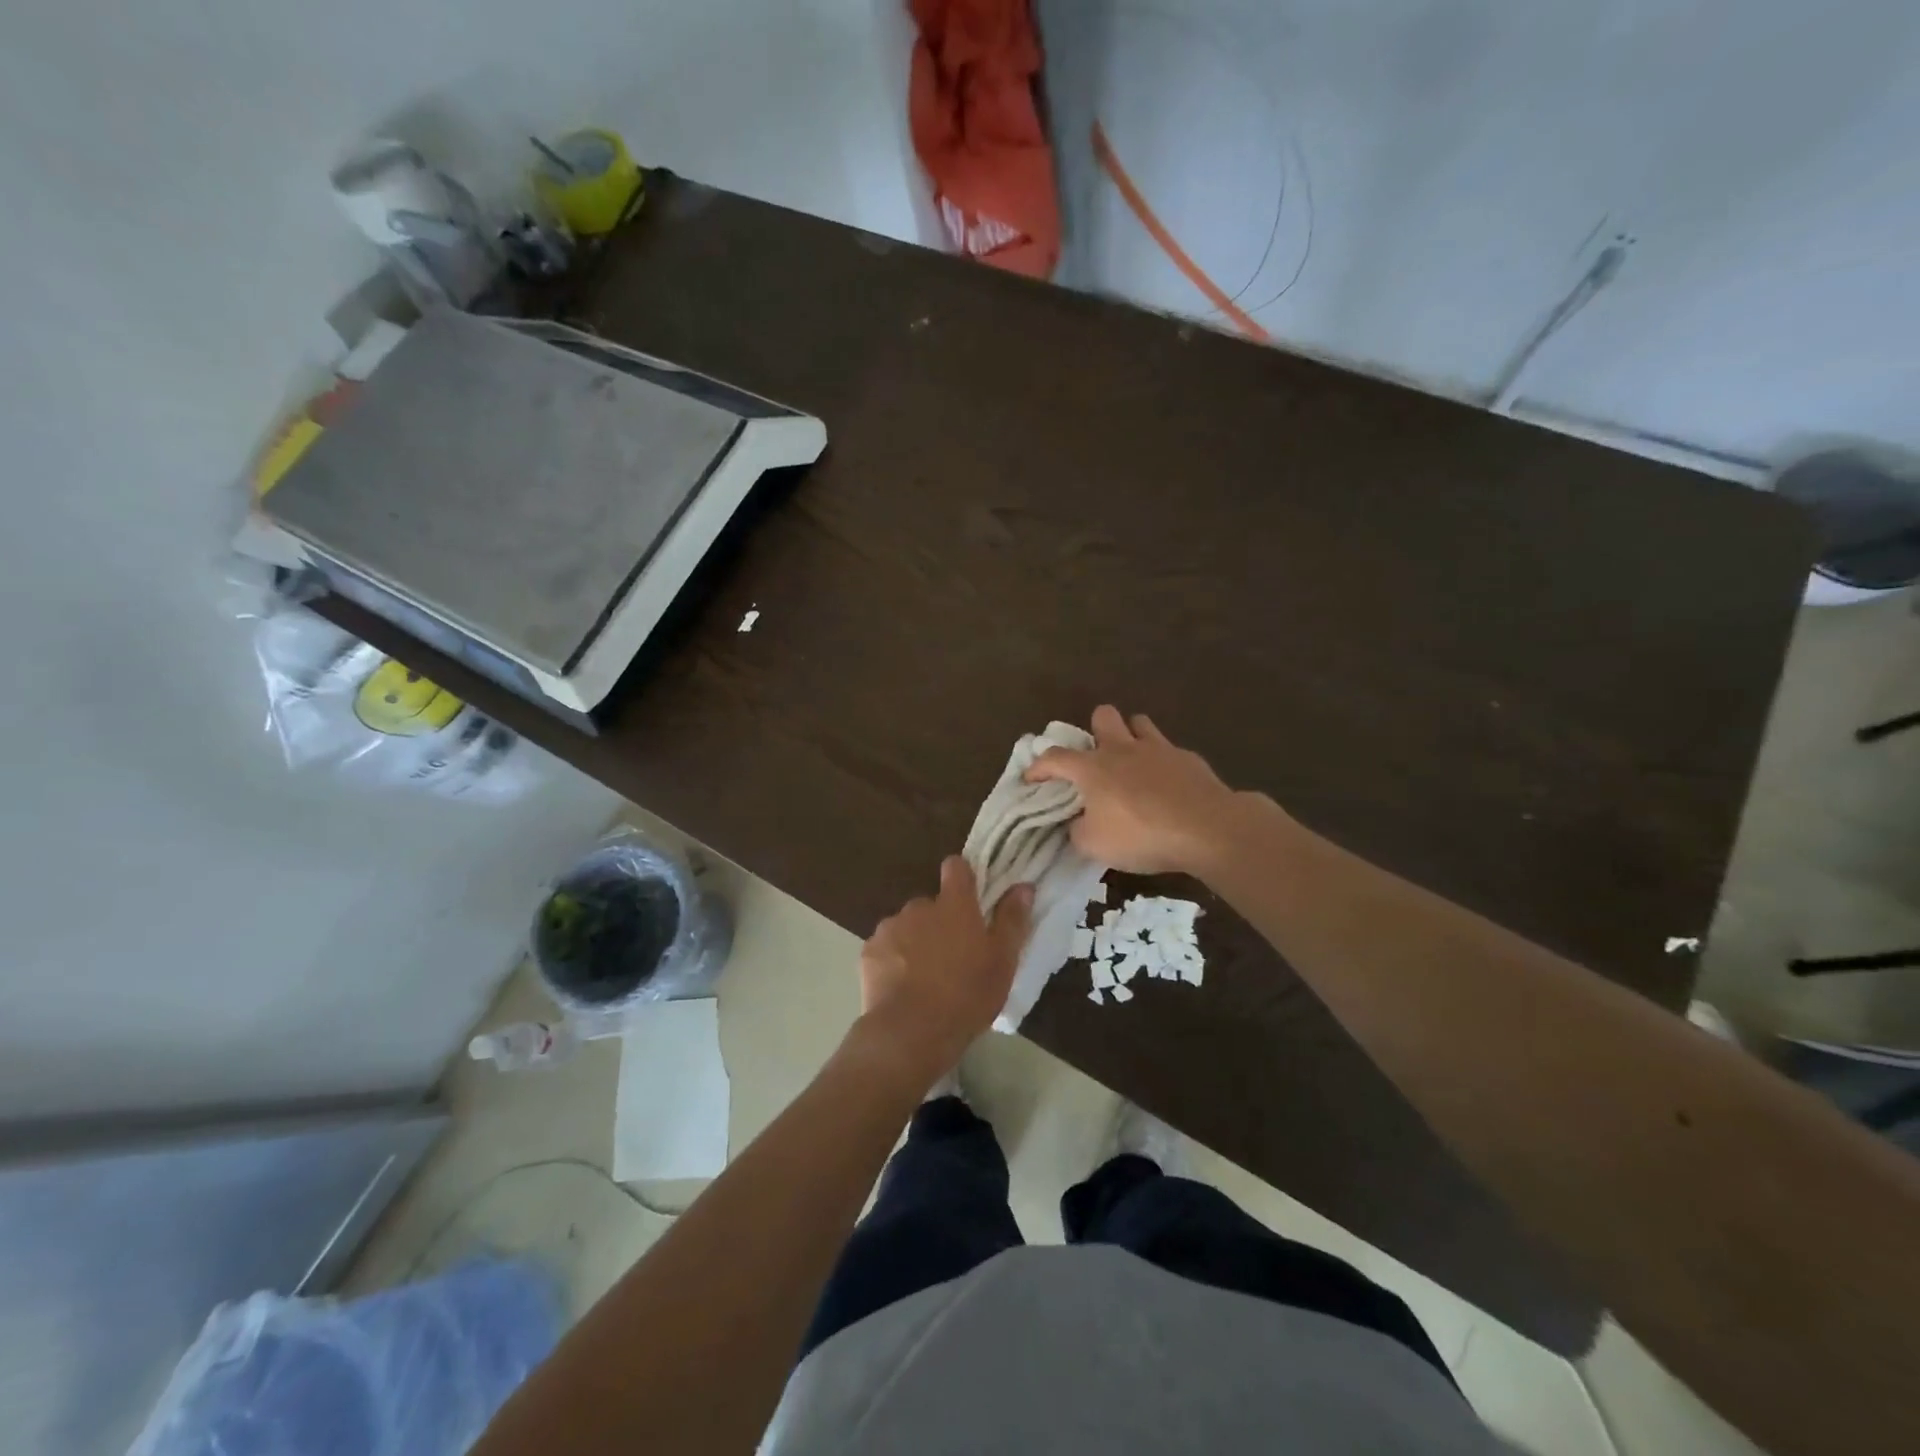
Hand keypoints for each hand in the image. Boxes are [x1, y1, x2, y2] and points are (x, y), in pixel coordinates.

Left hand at [856, 858, 1032, 1083]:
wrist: (910, 1032)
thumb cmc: (966, 995)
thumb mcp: (1002, 962)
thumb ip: (1012, 920)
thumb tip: (1023, 886)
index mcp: (954, 905)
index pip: (956, 867)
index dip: (963, 876)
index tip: (970, 896)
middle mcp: (919, 906)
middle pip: (931, 904)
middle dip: (940, 922)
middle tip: (953, 957)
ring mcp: (890, 927)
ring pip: (907, 927)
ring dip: (916, 941)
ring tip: (925, 978)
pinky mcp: (869, 951)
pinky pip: (885, 948)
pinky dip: (893, 960)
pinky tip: (902, 988)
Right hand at [1025, 705, 1251, 875]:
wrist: (1207, 829)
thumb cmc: (1142, 835)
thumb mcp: (1094, 845)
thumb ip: (1077, 830)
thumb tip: (1077, 822)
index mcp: (1092, 767)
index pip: (1055, 757)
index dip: (1039, 767)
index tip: (1032, 779)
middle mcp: (1122, 749)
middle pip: (1102, 716)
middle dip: (1094, 730)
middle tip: (1095, 758)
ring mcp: (1158, 749)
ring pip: (1138, 722)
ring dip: (1130, 736)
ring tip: (1131, 762)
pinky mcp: (1188, 758)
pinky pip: (1168, 750)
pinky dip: (1161, 762)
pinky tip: (1166, 785)